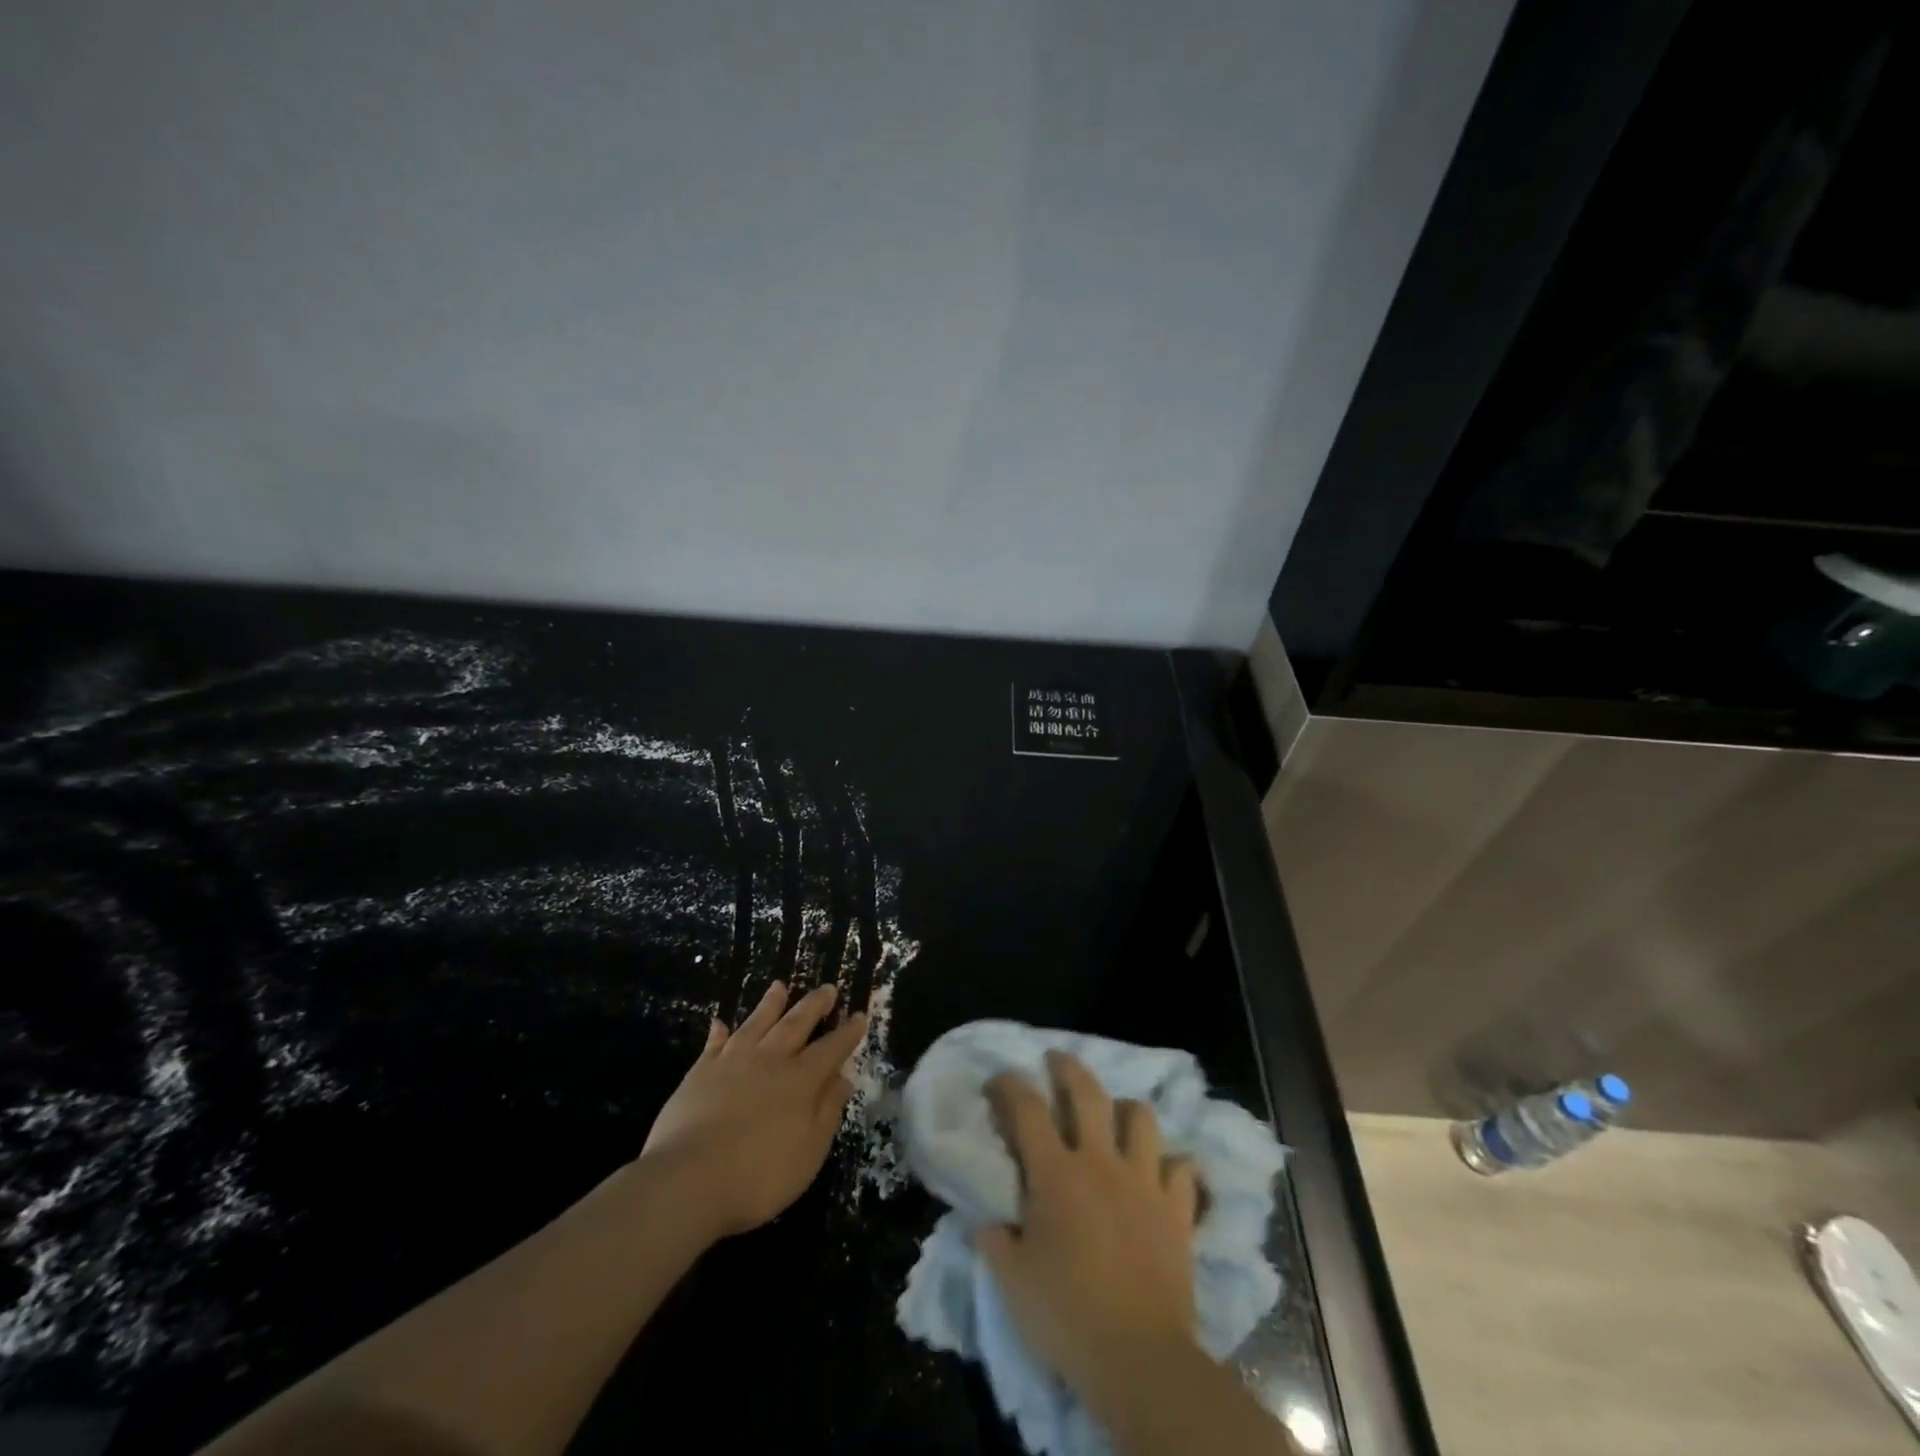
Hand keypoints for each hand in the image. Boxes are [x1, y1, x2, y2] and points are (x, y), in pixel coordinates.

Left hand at [640, 981, 867, 1240]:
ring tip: (780, 986)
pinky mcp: (700, 1072)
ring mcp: (732, 1061)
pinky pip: (714, 1044)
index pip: (831, 1048)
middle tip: (828, 988)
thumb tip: (843, 1078)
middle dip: (814, 1005)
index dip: (847, 1033)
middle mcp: (770, 1060)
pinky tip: (720, 1023)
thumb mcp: (809, 1151)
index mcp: (801, 1080)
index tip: (860, 1015)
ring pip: (757, 1022)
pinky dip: (719, 1032)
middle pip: (796, 1024)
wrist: (688, 1179)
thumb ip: (827, 1111)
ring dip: (771, 1004)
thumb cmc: (758, 1175)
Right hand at [977, 1051, 1202, 1406]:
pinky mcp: (1178, 1209)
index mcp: (1055, 1173)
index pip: (1026, 1108)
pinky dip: (1172, 1165)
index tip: (998, 1080)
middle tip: (1057, 1060)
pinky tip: (1163, 1173)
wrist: (1139, 1358)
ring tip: (1117, 1116)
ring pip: (1141, 1117)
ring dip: (1126, 1110)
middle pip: (1087, 1092)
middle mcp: (1100, 1162)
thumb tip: (988, 1219)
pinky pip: (1182, 1169)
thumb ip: (995, 1240)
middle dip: (1068, 1067)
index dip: (1009, 1085)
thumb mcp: (1012, 1281)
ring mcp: (1144, 1181)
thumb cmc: (1067, 1316)